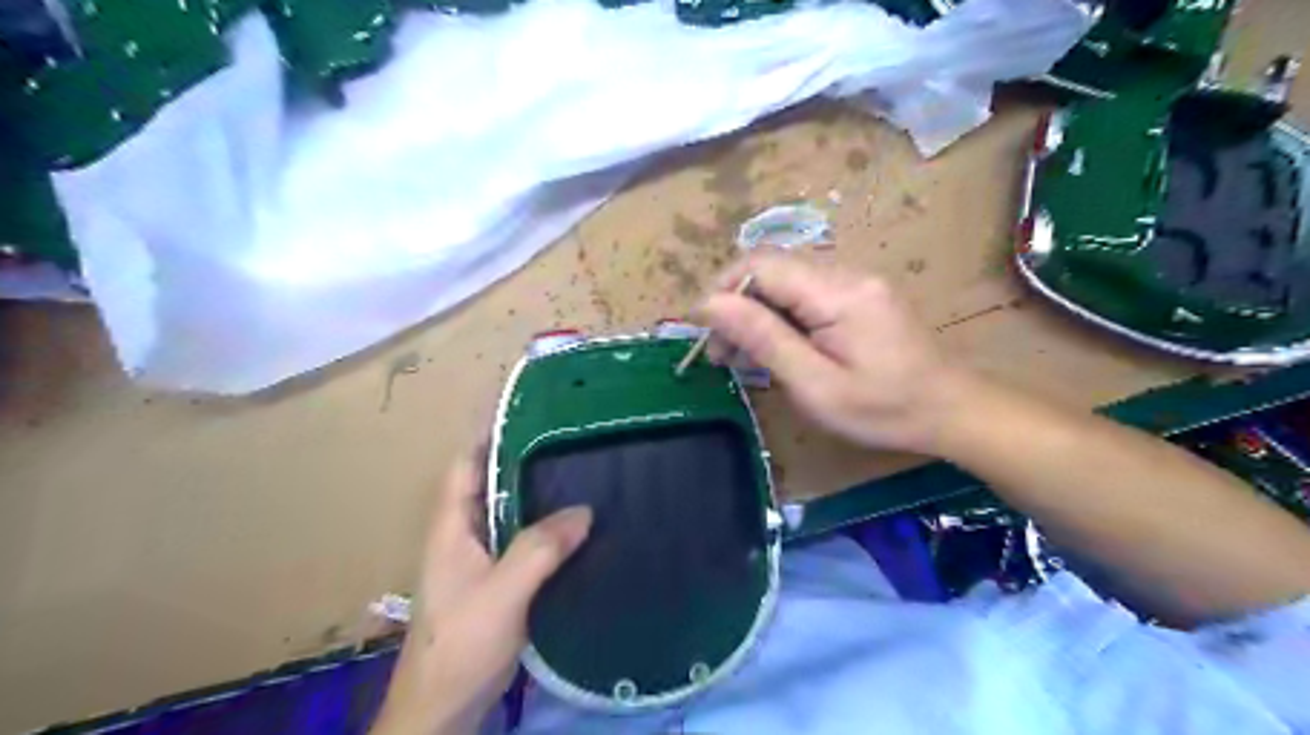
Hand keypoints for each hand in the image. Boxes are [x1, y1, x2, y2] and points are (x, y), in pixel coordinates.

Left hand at [369, 454, 592, 733]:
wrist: (443, 710)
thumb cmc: (461, 645)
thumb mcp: (502, 593)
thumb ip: (540, 549)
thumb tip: (584, 509)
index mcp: (452, 527)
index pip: (466, 464)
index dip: (488, 432)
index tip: (524, 406)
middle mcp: (463, 535)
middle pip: (491, 482)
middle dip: (523, 455)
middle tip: (567, 433)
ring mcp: (480, 559)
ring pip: (510, 511)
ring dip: (538, 490)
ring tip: (579, 467)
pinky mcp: (498, 581)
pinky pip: (524, 539)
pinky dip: (546, 525)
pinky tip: (577, 524)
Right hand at [702, 257, 964, 454]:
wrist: (952, 411)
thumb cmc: (884, 409)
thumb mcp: (816, 385)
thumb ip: (764, 338)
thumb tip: (710, 303)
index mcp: (837, 292)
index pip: (761, 264)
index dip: (722, 290)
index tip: (703, 332)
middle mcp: (846, 272)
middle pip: (771, 268)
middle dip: (735, 304)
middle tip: (721, 354)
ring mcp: (855, 281)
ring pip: (785, 281)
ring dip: (754, 312)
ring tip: (741, 356)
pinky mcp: (859, 295)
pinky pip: (805, 293)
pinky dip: (779, 316)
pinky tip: (774, 348)